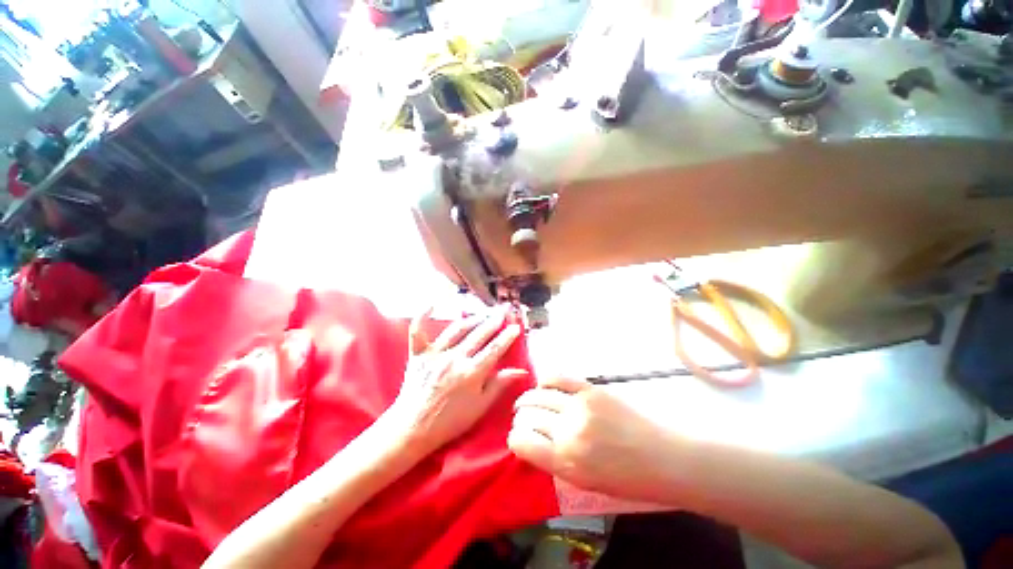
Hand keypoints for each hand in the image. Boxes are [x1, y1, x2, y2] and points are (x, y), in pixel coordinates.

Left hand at [386, 306, 526, 452]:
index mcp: (472, 372)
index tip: (516, 327)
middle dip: (493, 322)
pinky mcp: (419, 354)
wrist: (413, 428)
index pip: (495, 348)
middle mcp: (455, 358)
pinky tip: (431, 304)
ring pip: (457, 329)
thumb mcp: (480, 407)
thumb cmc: (450, 421)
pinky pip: (418, 331)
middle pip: (479, 334)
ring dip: (472, 319)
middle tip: (502, 312)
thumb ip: (500, 385)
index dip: (507, 336)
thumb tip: (521, 371)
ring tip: (483, 313)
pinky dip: (422, 316)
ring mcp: (435, 354)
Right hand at [508, 377, 679, 501]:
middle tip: (522, 418)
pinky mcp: (591, 390)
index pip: (523, 443)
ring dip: (529, 398)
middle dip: (521, 417)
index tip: (517, 437)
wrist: (664, 458)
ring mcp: (580, 406)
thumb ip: (556, 461)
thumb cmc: (627, 479)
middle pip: (530, 416)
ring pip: (540, 395)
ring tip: (527, 401)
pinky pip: (559, 378)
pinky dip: (546, 380)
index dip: (515, 438)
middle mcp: (569, 431)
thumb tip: (534, 440)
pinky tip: (542, 384)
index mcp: (566, 462)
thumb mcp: (585, 482)